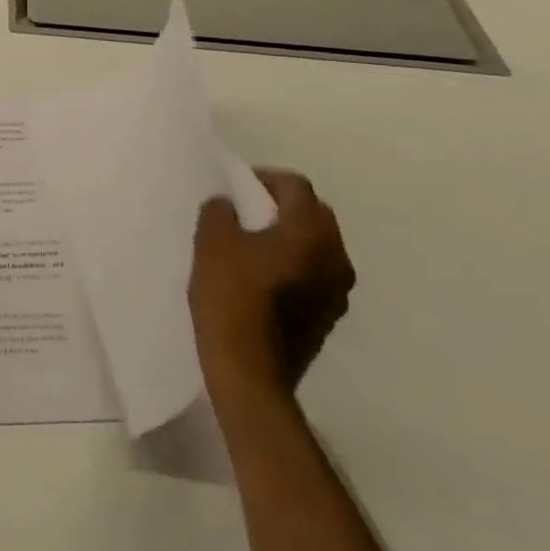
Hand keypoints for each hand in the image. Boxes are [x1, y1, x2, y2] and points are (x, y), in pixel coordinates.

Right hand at [190, 169, 354, 401]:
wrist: (250, 372)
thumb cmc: (232, 296)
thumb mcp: (212, 240)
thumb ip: (221, 211)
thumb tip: (229, 206)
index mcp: (311, 232)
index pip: (294, 185)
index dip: (264, 178)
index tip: (237, 187)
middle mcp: (335, 257)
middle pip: (313, 214)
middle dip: (282, 206)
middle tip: (246, 211)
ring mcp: (337, 292)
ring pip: (316, 247)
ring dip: (289, 238)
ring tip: (252, 245)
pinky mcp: (329, 318)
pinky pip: (314, 274)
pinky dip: (293, 265)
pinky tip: (261, 277)